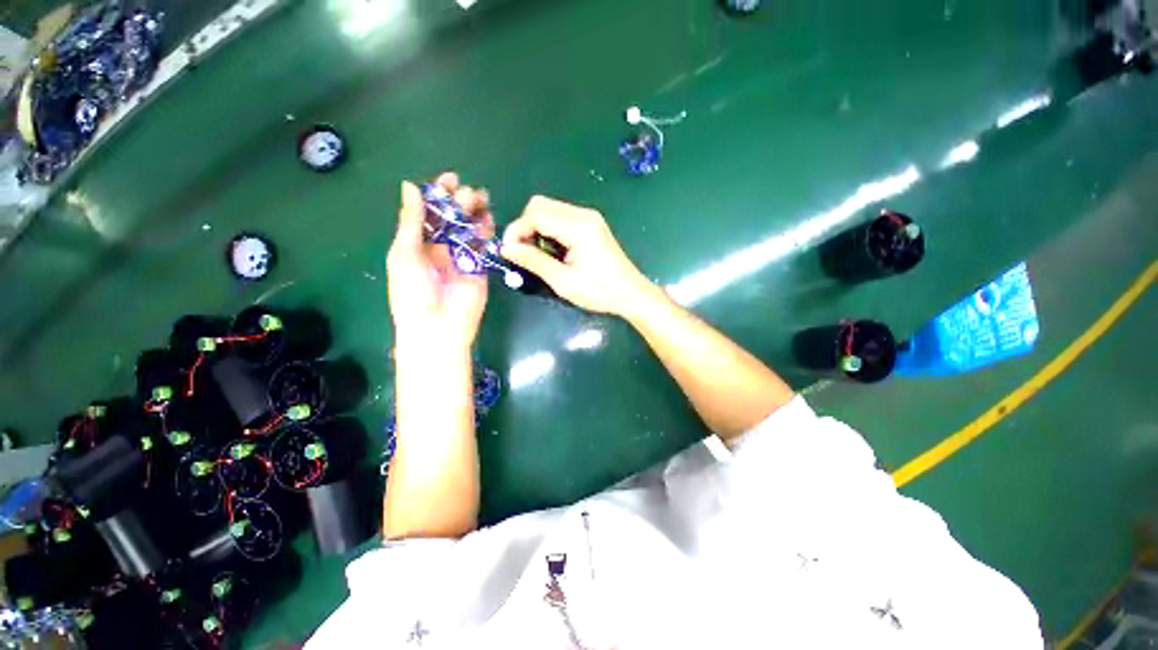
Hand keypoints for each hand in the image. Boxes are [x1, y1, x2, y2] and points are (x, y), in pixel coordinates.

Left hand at [387, 173, 492, 350]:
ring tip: (482, 200)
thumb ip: (411, 221)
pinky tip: (489, 219)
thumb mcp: (405, 254)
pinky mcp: (480, 267)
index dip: (438, 194)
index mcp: (417, 242)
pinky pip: (484, 245)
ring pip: (470, 228)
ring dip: (476, 213)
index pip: (428, 212)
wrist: (439, 327)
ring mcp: (461, 257)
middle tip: (469, 194)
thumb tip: (411, 186)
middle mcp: (440, 246)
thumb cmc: (413, 292)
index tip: (450, 179)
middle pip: (452, 218)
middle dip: (460, 202)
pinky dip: (487, 232)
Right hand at [501, 195, 655, 316]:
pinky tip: (553, 251)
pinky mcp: (591, 224)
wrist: (631, 294)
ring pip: (550, 209)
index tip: (508, 251)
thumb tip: (507, 249)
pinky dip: (549, 230)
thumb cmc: (599, 291)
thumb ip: (534, 261)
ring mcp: (589, 217)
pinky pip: (561, 218)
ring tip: (537, 255)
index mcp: (578, 226)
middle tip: (523, 252)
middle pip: (541, 205)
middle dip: (525, 226)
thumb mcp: (563, 281)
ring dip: (536, 228)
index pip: (536, 214)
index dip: (517, 230)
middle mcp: (583, 214)